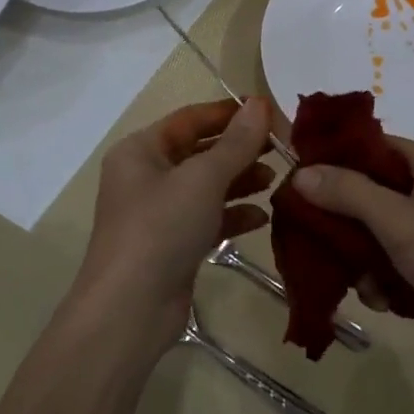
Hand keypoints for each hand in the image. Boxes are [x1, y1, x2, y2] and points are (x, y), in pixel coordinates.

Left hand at [73, 98, 275, 359]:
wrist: (131, 308)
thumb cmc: (161, 229)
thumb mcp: (202, 179)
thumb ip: (236, 143)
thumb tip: (260, 105)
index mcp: (141, 150)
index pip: (191, 118)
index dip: (230, 113)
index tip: (271, 113)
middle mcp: (146, 177)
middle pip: (200, 152)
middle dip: (240, 150)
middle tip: (283, 149)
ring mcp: (159, 213)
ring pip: (207, 187)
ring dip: (240, 182)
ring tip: (276, 181)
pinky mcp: (173, 245)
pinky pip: (208, 219)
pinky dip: (233, 215)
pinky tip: (262, 218)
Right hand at [288, 138, 413, 359]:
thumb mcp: (402, 222)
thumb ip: (350, 194)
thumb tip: (301, 172)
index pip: (367, 146)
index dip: (330, 161)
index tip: (292, 182)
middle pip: (366, 192)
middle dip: (342, 222)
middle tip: (313, 243)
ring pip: (375, 231)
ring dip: (361, 259)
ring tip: (364, 285)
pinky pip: (393, 259)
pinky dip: (383, 279)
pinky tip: (384, 301)